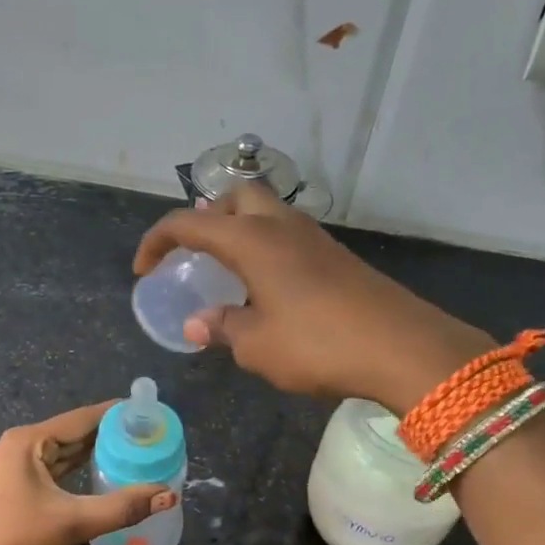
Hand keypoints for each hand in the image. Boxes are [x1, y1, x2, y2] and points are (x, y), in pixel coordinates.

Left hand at [0, 402, 176, 544]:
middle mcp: (17, 446)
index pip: (81, 418)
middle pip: (71, 434)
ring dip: (92, 455)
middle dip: (108, 436)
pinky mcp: (9, 488)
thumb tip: (169, 495)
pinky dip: (74, 472)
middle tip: (147, 438)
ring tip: (132, 454)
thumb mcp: (72, 522)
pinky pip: (50, 471)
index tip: (148, 413)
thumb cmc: (14, 541)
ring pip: (60, 454)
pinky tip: (97, 476)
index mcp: (27, 441)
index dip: (116, 415)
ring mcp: (9, 468)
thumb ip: (122, 507)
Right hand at [133, 183, 495, 413]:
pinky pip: (288, 237)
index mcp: (252, 241)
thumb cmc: (316, 343)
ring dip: (240, 232)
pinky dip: (266, 249)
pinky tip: (268, 290)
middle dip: (208, 217)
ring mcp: (314, 238)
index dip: (157, 241)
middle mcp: (281, 226)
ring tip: (228, 274)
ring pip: (267, 214)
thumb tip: (198, 323)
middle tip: (197, 254)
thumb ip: (222, 329)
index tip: (144, 270)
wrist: (401, 346)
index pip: (189, 223)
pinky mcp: (337, 257)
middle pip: (235, 197)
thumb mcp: (256, 345)